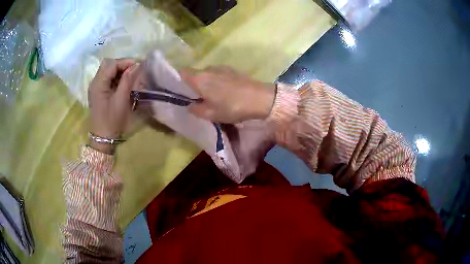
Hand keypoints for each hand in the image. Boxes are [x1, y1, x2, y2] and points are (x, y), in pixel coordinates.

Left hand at [88, 58, 139, 153]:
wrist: (102, 138)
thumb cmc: (111, 120)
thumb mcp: (121, 100)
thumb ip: (127, 80)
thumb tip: (136, 65)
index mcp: (98, 83)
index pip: (111, 64)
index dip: (125, 62)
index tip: (138, 66)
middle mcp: (95, 82)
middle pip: (108, 64)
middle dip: (122, 64)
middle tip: (134, 71)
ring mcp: (95, 87)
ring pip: (107, 70)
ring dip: (119, 71)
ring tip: (130, 77)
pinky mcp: (97, 92)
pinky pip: (106, 78)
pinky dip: (115, 77)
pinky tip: (122, 84)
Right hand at [180, 66, 275, 123]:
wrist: (260, 98)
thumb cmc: (232, 107)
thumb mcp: (211, 114)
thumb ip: (196, 110)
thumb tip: (190, 105)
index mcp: (199, 78)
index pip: (182, 72)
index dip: (181, 81)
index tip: (186, 92)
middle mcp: (208, 68)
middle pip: (196, 73)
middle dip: (196, 84)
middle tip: (202, 99)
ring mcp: (222, 67)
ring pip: (208, 74)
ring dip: (208, 83)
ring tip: (217, 97)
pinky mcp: (233, 69)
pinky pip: (219, 74)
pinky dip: (219, 81)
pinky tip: (228, 92)